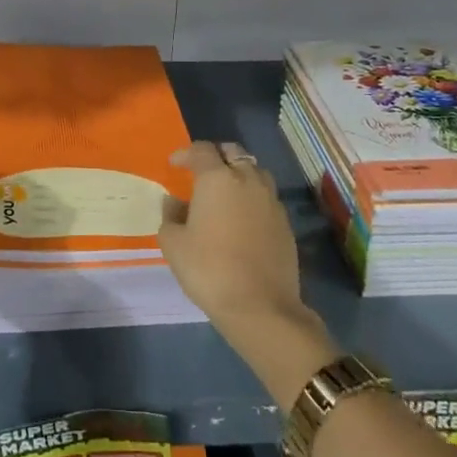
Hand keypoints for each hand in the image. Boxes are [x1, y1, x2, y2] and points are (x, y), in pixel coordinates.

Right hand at [160, 141, 337, 405]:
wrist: (260, 306)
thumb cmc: (208, 269)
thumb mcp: (174, 244)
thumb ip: (170, 216)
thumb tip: (174, 202)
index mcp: (217, 179)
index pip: (202, 150)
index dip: (186, 153)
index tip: (175, 164)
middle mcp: (247, 180)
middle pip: (233, 153)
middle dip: (216, 156)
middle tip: (201, 170)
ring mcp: (271, 200)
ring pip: (255, 171)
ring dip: (239, 173)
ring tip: (226, 190)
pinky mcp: (285, 222)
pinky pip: (267, 196)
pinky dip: (253, 196)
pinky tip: (243, 216)